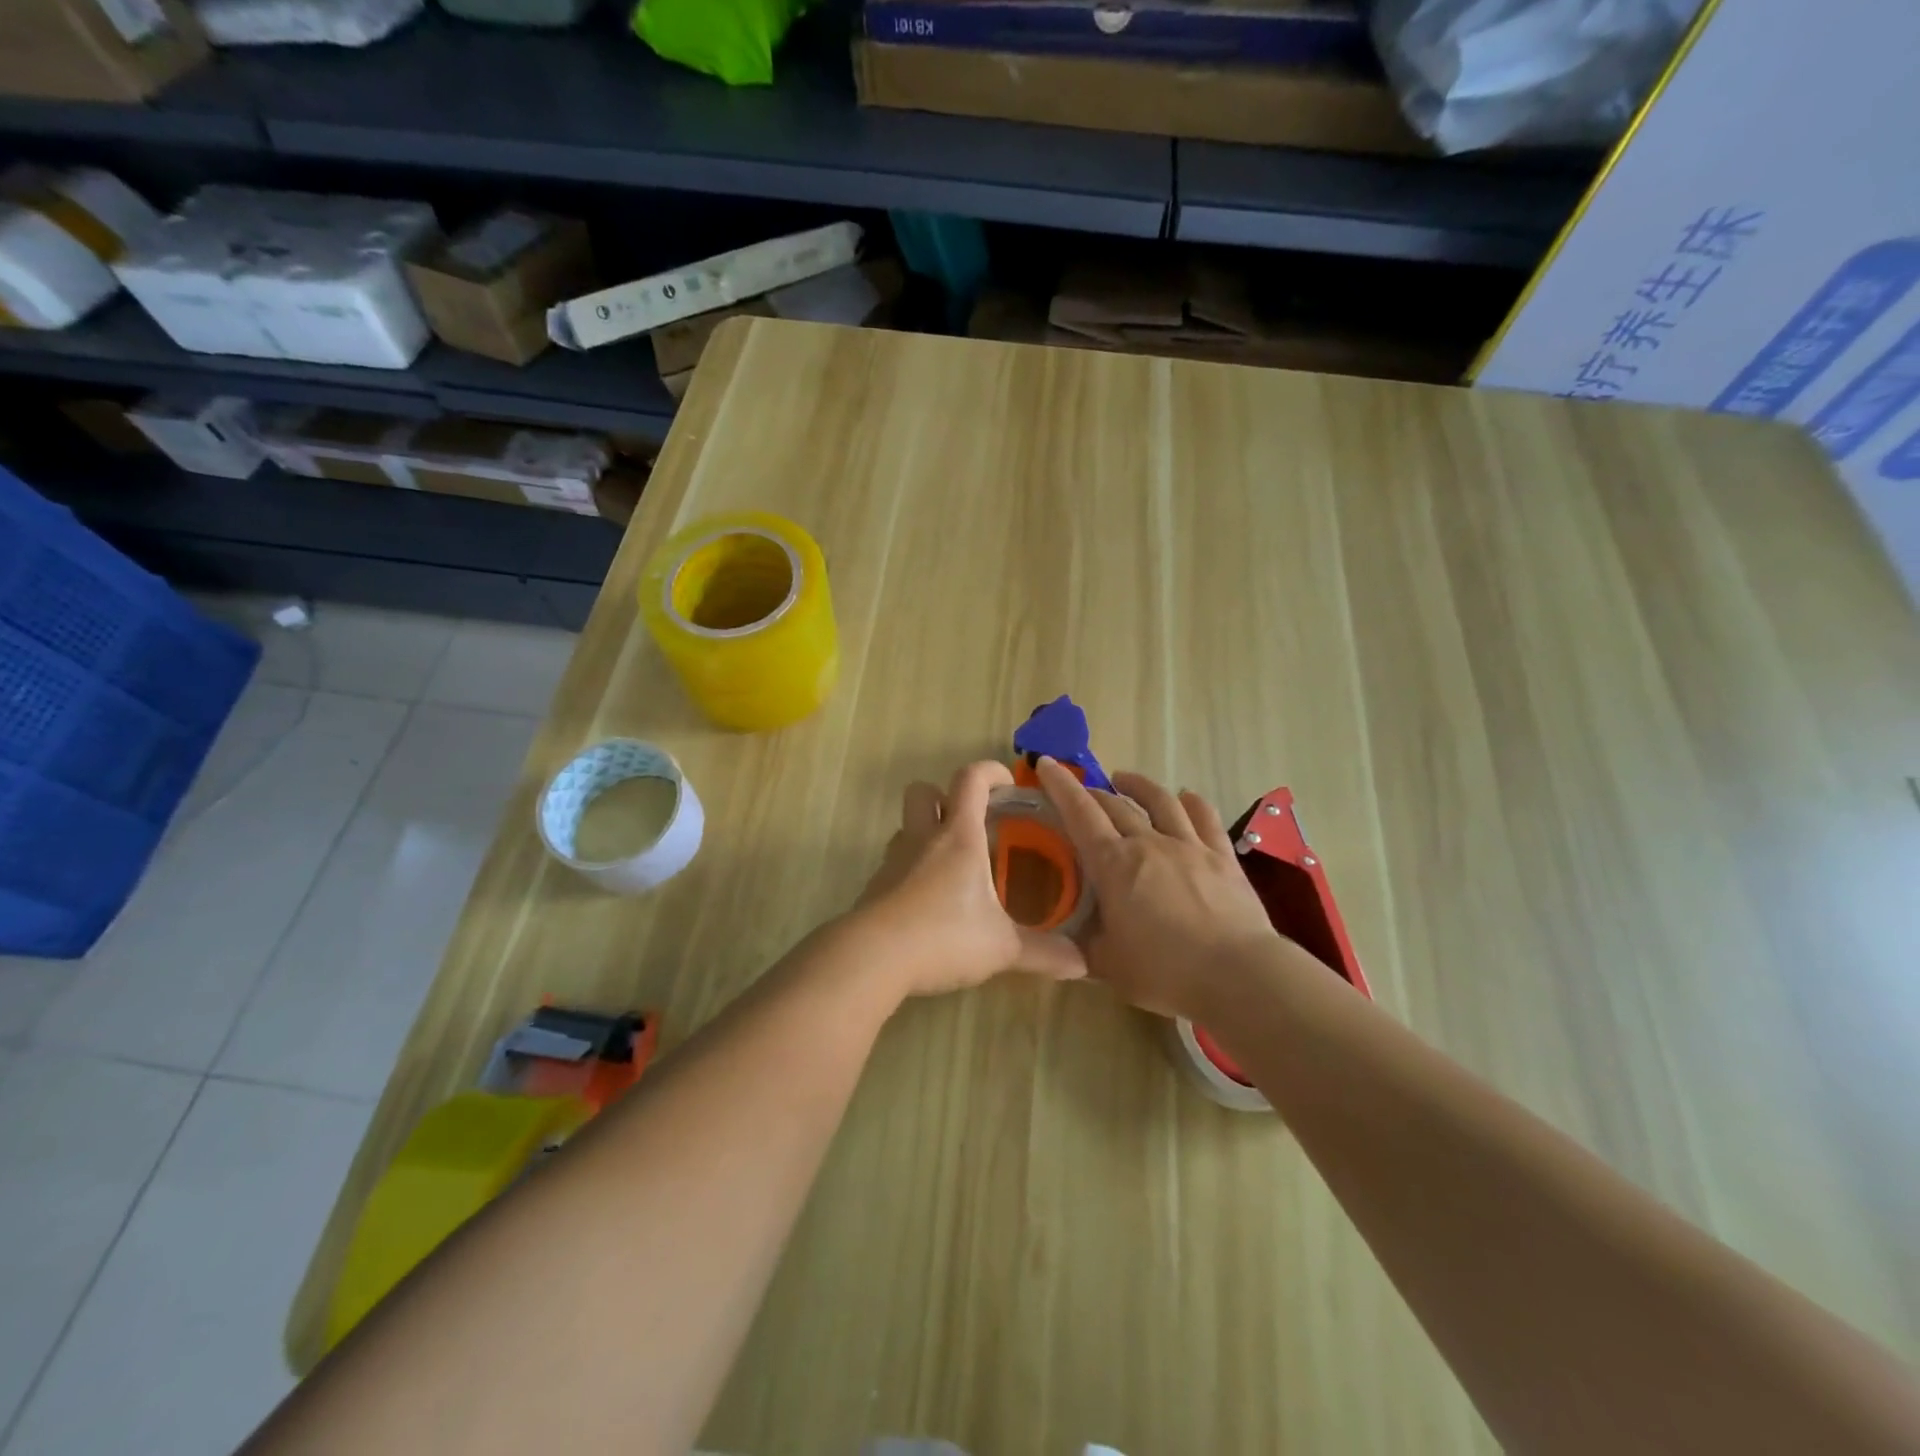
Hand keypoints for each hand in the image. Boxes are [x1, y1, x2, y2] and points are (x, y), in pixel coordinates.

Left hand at [849, 761, 1086, 998]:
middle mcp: (923, 839)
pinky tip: (928, 902)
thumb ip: (1044, 953)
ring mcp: (893, 862)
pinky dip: (911, 870)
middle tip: (971, 824)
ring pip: (906, 827)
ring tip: (953, 866)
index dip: (991, 771)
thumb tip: (1084, 964)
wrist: (873, 958)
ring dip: (926, 833)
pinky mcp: (875, 888)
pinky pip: (895, 864)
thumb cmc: (944, 937)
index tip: (1008, 783)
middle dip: (945, 797)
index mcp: (959, 837)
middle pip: (923, 791)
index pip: (971, 780)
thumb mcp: (1002, 948)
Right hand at [1035, 757, 1279, 1020]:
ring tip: (1125, 779)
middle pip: (1116, 805)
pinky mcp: (1222, 856)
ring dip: (1139, 785)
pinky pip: (1205, 817)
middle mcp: (1148, 843)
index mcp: (1113, 865)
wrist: (1238, 975)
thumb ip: (1080, 946)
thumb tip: (1062, 941)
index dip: (1061, 786)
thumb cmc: (1164, 971)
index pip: (1080, 814)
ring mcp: (1189, 845)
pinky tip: (1186, 797)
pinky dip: (1192, 802)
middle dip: (1093, 792)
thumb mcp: (1106, 965)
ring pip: (1160, 801)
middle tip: (1082, 792)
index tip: (1047, 764)